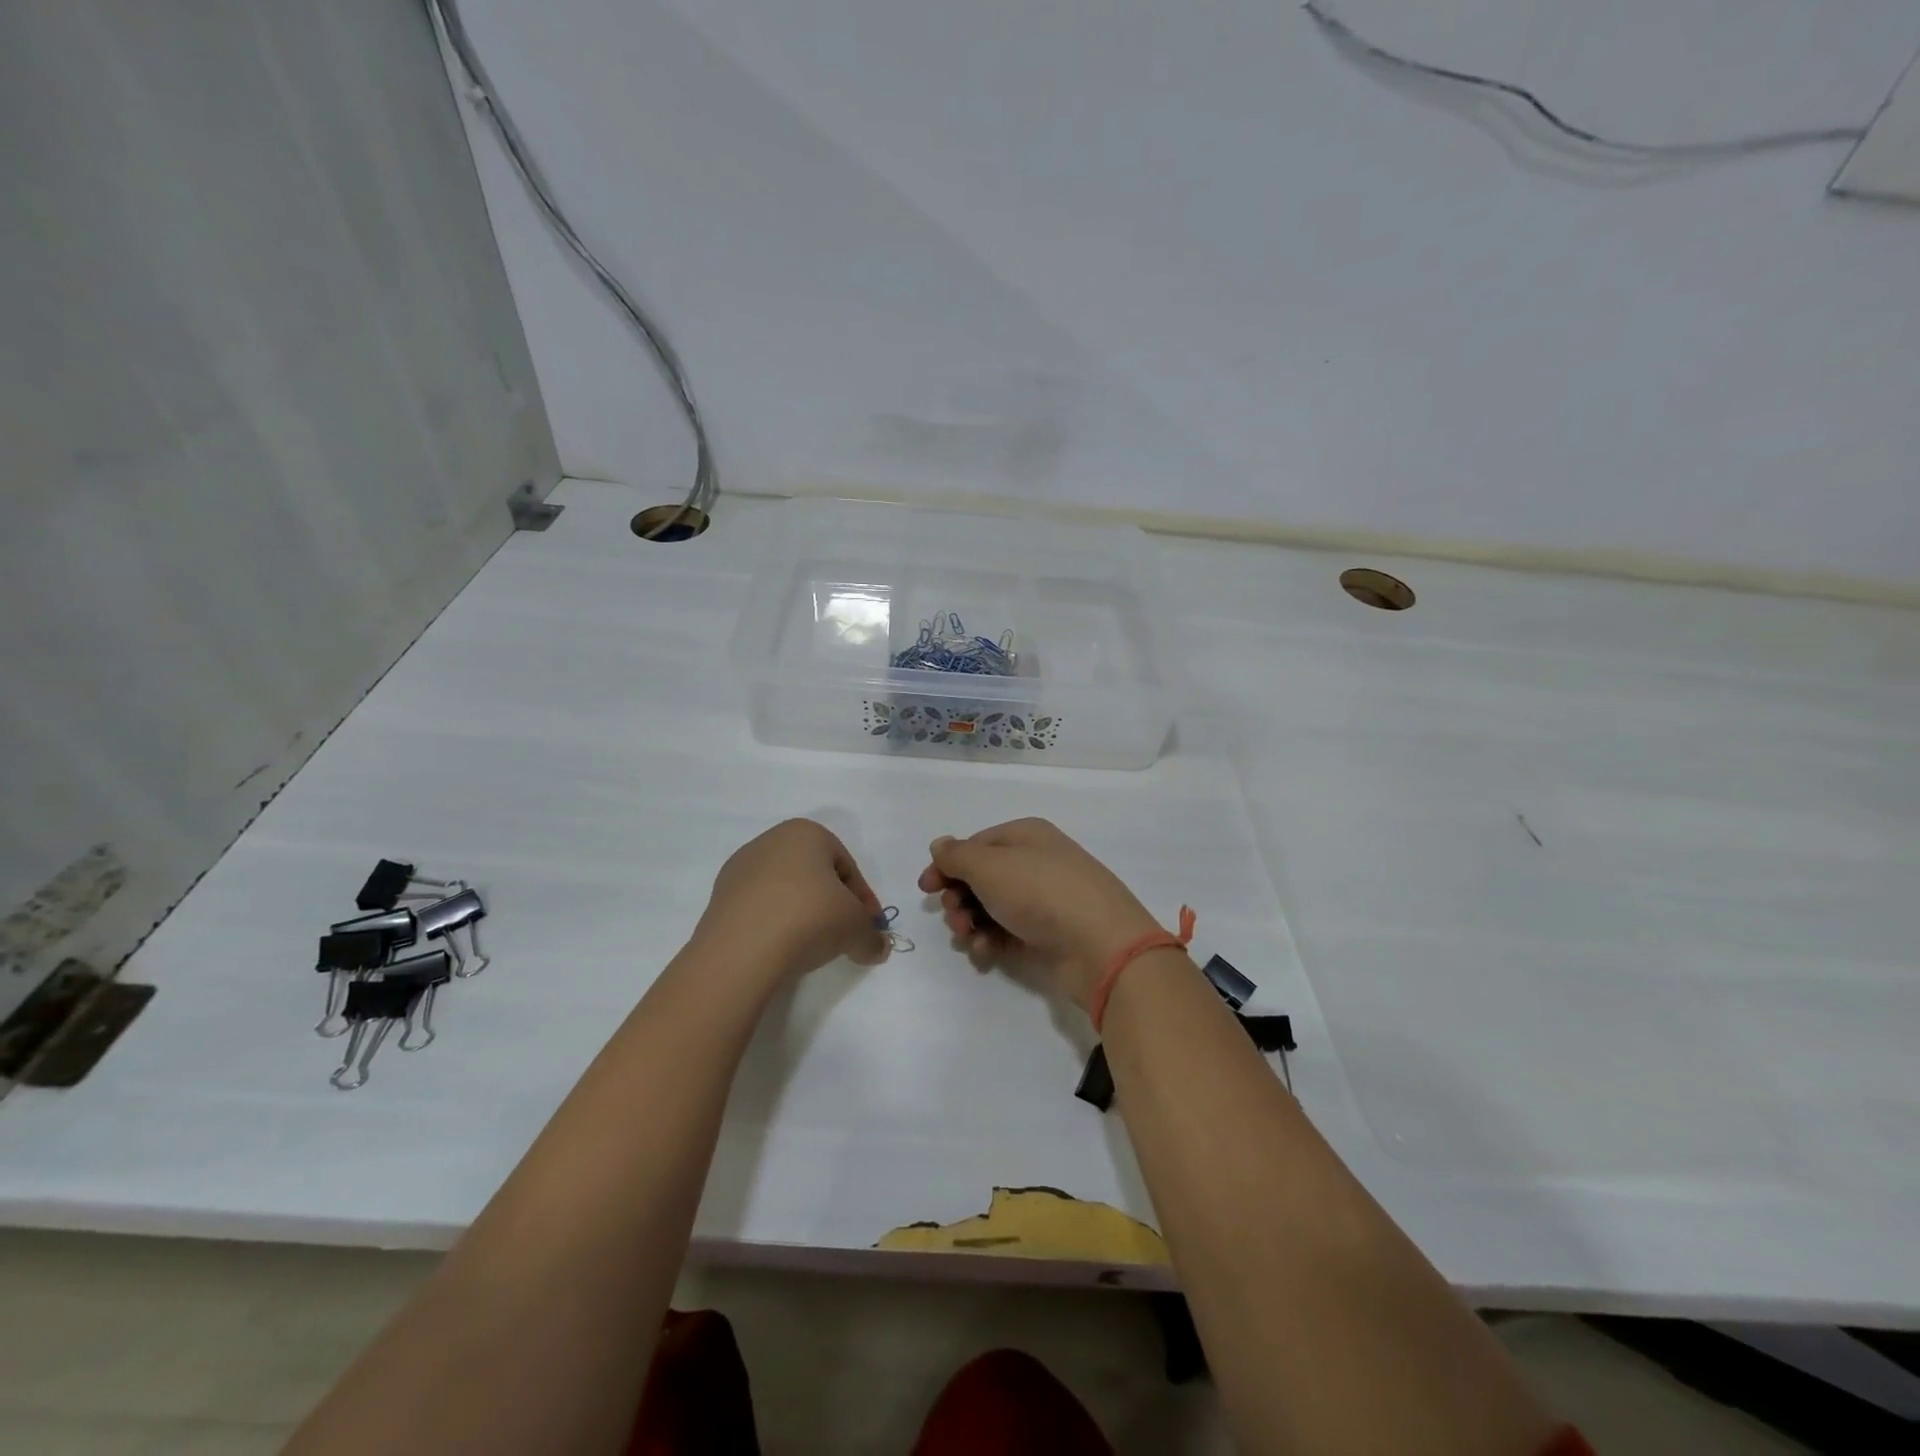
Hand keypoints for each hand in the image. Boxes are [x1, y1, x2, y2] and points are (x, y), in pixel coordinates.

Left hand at [693, 820, 887, 986]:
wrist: (740, 951)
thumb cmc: (809, 919)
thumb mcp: (857, 928)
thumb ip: (872, 936)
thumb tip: (877, 947)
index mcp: (806, 832)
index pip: (847, 867)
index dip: (863, 900)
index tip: (868, 928)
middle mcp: (770, 841)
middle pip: (815, 875)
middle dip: (833, 904)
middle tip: (844, 935)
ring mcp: (740, 869)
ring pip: (786, 891)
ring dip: (803, 914)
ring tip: (811, 946)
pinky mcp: (719, 898)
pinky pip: (760, 909)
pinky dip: (775, 925)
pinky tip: (781, 949)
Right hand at [917, 818, 1164, 1010]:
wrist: (1101, 945)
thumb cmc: (1040, 893)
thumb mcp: (990, 866)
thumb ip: (958, 856)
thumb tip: (940, 845)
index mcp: (1026, 835)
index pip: (976, 845)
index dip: (947, 865)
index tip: (925, 889)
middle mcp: (1037, 862)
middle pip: (983, 877)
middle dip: (959, 897)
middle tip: (953, 915)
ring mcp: (1045, 899)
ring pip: (994, 907)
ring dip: (972, 921)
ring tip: (968, 937)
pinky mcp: (1050, 934)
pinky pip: (1010, 932)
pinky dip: (992, 941)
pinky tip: (985, 952)